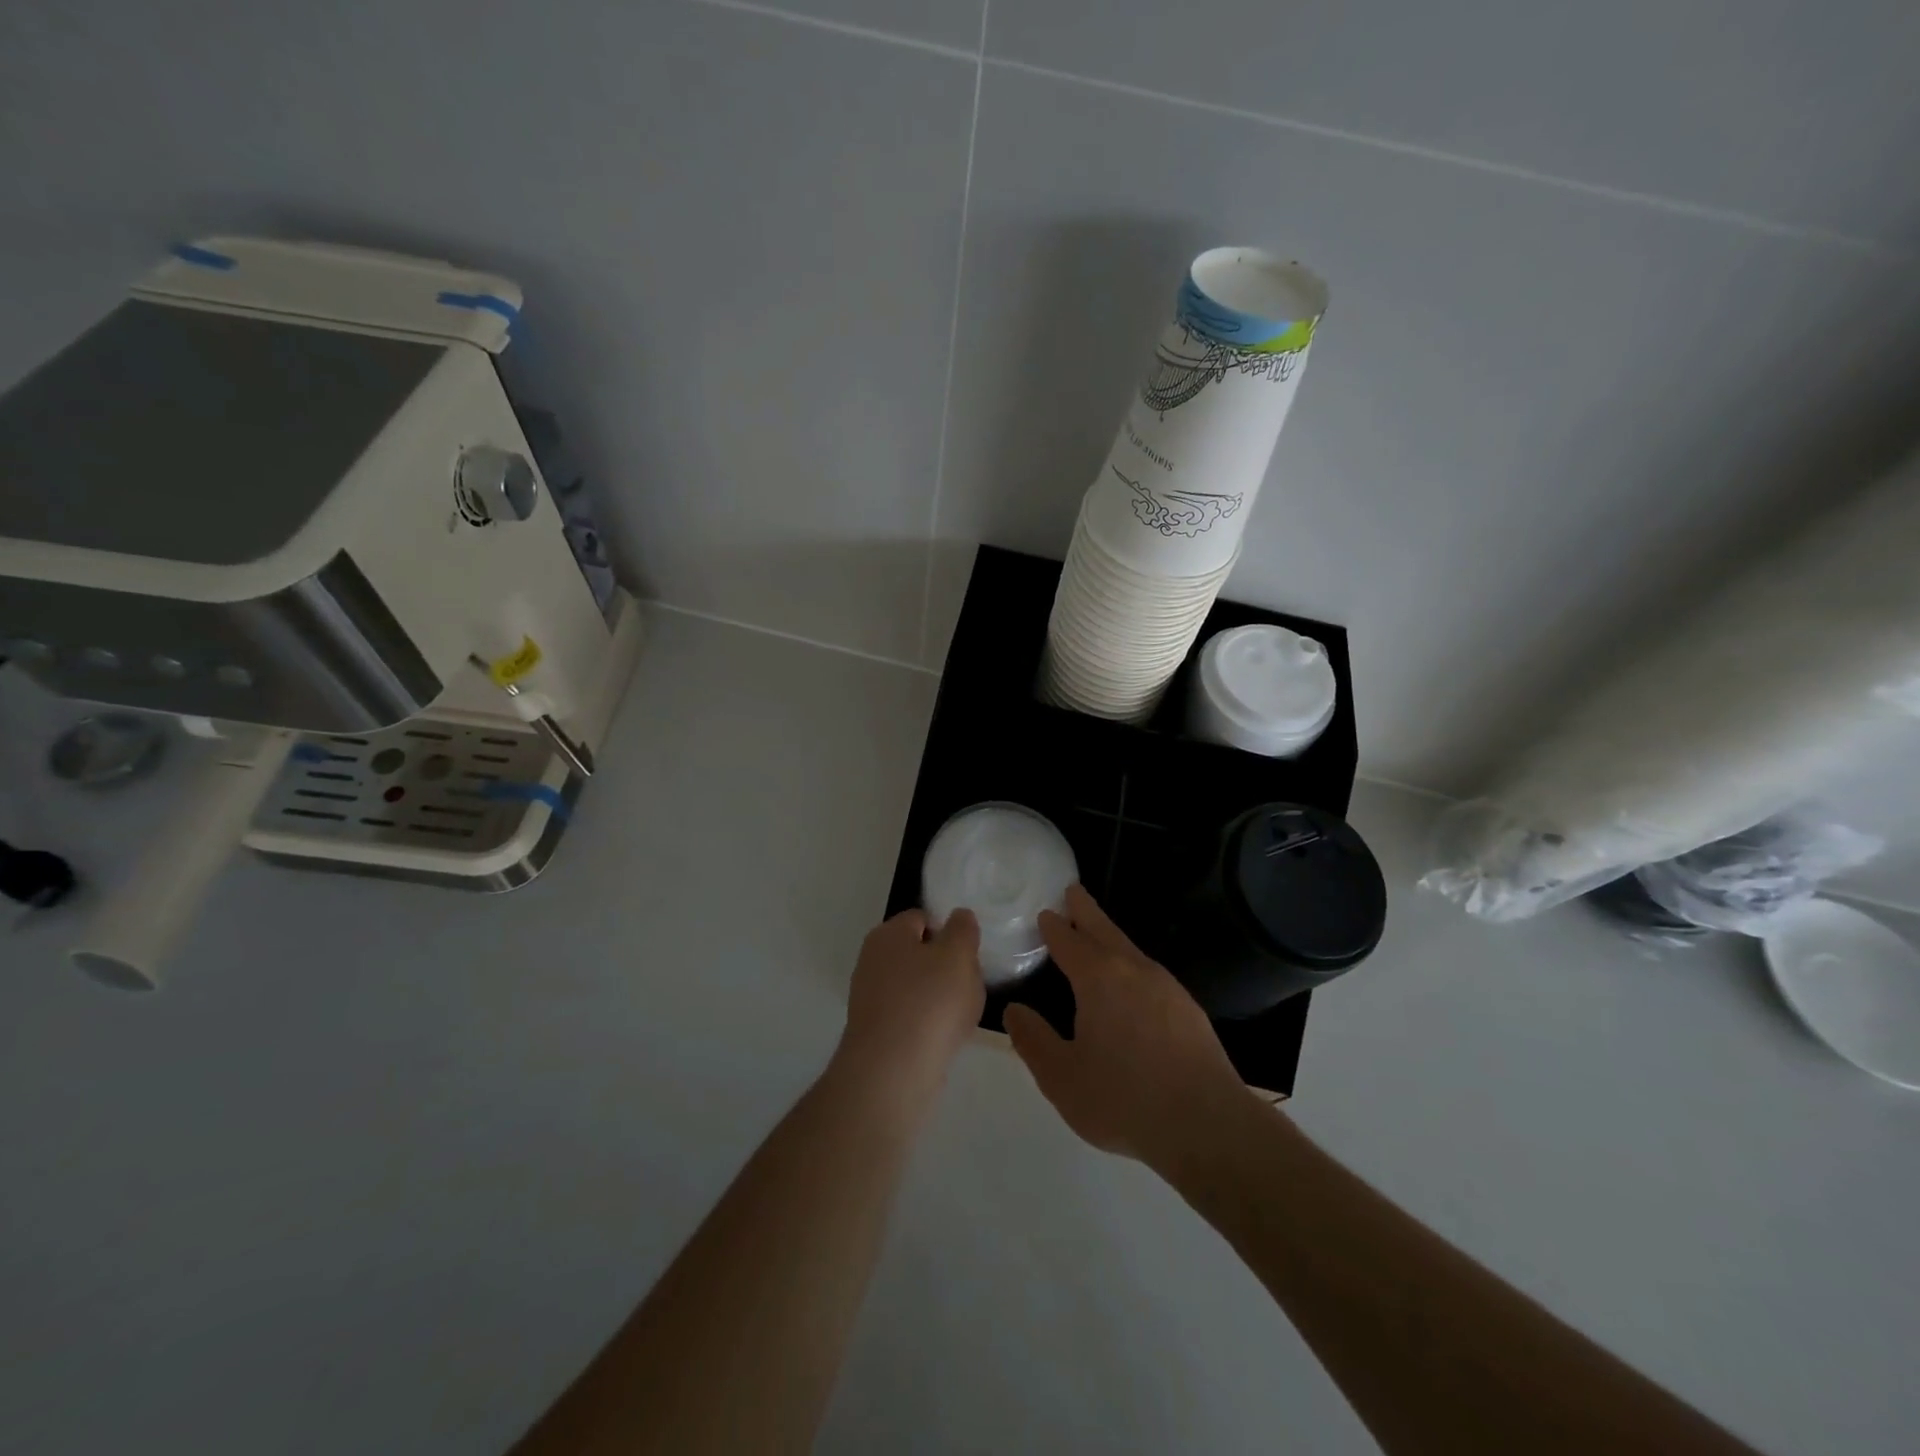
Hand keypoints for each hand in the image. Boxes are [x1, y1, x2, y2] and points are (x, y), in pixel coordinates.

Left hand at [832, 908, 985, 1115]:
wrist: (892, 1071)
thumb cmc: (929, 1002)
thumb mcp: (958, 955)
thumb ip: (962, 930)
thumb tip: (959, 916)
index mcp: (887, 934)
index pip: (921, 918)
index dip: (949, 931)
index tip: (968, 954)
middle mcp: (872, 961)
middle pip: (918, 954)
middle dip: (945, 967)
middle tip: (968, 983)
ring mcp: (870, 998)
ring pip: (916, 987)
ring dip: (939, 998)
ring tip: (959, 1015)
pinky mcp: (875, 1032)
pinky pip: (909, 1017)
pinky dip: (927, 1024)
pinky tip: (943, 1038)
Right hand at [1005, 885, 1251, 1171]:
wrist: (1206, 1124)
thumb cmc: (1123, 1098)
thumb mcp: (1062, 1077)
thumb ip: (1033, 1041)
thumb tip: (1014, 1011)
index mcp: (1098, 978)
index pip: (1069, 941)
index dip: (1054, 927)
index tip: (1044, 913)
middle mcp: (1133, 970)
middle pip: (1103, 930)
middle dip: (1085, 910)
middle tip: (1073, 891)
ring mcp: (1166, 987)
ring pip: (1129, 949)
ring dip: (1109, 936)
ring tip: (1097, 935)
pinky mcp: (1188, 1009)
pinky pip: (1149, 972)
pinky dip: (1131, 963)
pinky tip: (1131, 984)